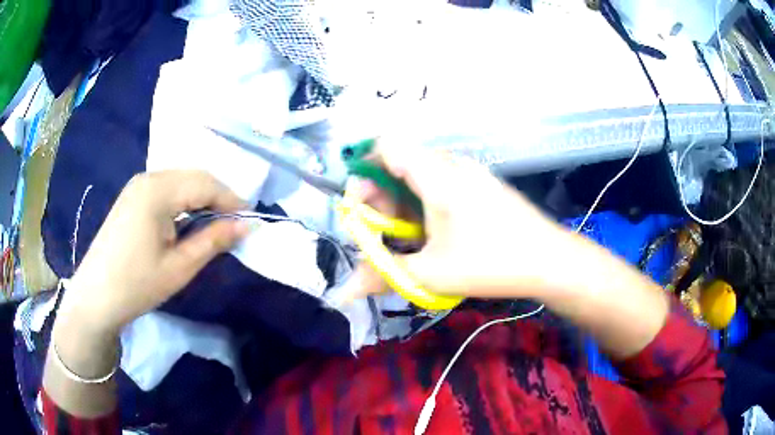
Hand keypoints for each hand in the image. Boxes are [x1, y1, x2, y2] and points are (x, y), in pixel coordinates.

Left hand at [59, 170, 249, 335]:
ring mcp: (138, 186)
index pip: (206, 183)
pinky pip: (167, 190)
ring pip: (181, 182)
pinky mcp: (132, 197)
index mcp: (158, 190)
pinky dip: (184, 202)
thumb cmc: (137, 284)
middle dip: (218, 197)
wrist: (96, 297)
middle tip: (234, 225)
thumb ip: (213, 240)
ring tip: (214, 226)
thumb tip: (245, 226)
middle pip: (194, 177)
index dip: (232, 200)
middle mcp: (148, 178)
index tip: (250, 221)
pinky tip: (187, 223)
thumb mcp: (180, 267)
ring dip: (201, 199)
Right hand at [350, 141, 573, 299]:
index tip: (361, 209)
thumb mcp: (430, 273)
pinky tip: (435, 236)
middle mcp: (451, 164)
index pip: (385, 145)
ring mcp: (470, 173)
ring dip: (403, 205)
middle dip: (380, 198)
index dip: (363, 171)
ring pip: (420, 176)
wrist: (550, 261)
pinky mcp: (481, 186)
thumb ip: (381, 276)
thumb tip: (341, 293)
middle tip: (383, 236)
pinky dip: (425, 206)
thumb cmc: (491, 262)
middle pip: (399, 162)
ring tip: (410, 241)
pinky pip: (441, 185)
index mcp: (436, 173)